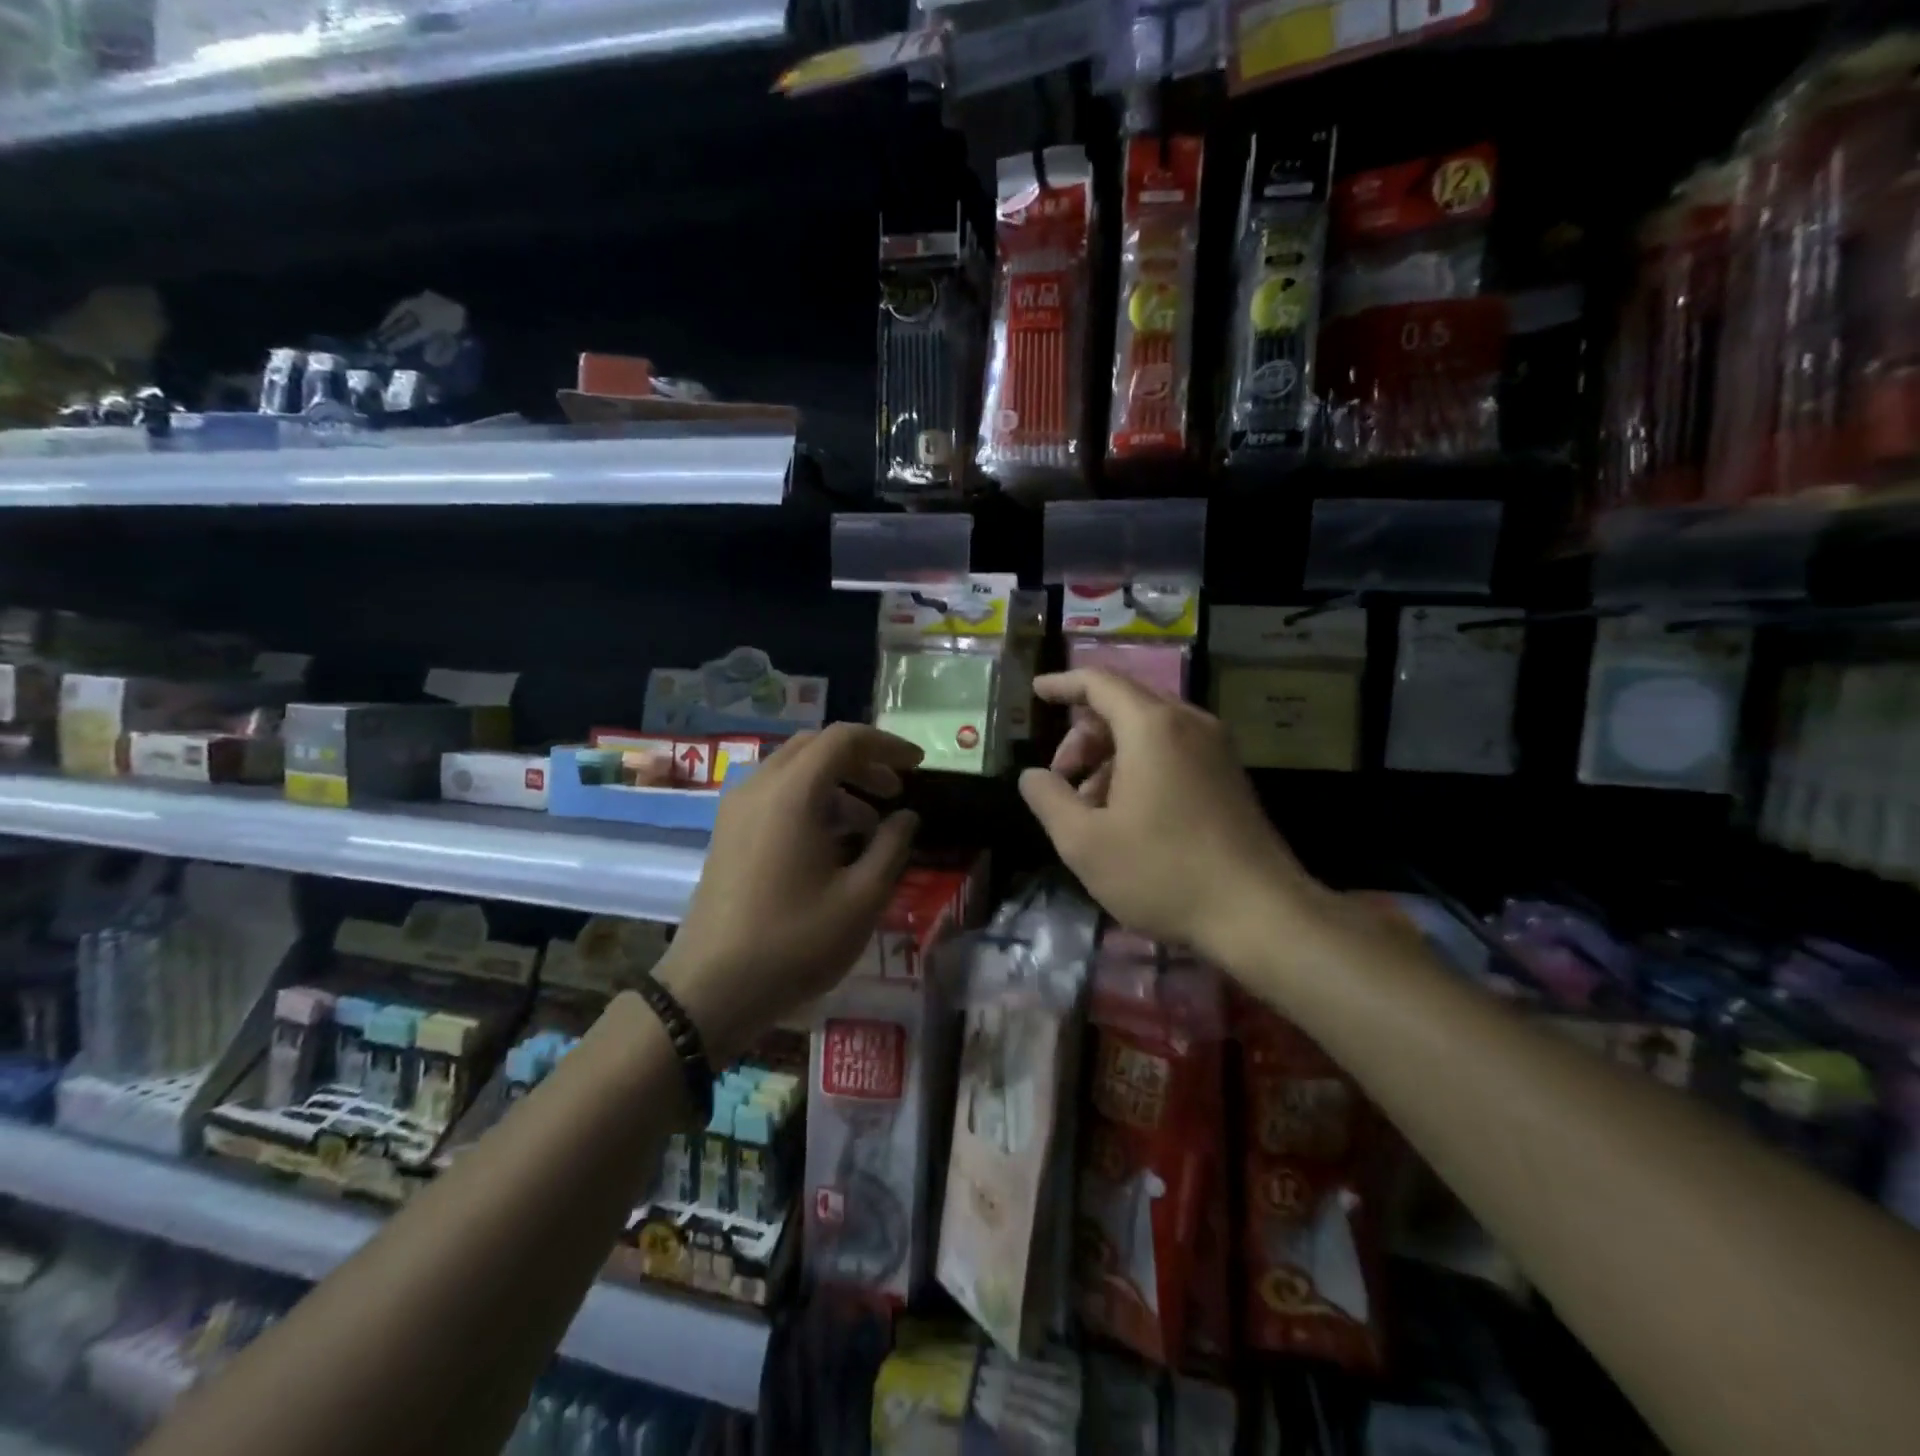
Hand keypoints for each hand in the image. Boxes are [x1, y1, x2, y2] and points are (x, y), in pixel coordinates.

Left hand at [656, 723, 921, 1063]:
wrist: (711, 989)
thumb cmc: (794, 941)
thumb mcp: (861, 898)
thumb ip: (891, 847)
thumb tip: (906, 817)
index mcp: (792, 793)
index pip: (844, 739)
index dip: (886, 745)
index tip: (918, 766)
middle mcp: (759, 787)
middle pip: (816, 746)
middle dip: (861, 761)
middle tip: (895, 791)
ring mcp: (736, 809)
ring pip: (794, 769)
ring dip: (836, 782)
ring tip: (869, 824)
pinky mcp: (727, 833)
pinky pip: (775, 794)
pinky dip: (810, 800)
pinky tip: (831, 842)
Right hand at [1016, 669, 1318, 964]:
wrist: (1260, 913)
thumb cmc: (1163, 871)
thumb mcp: (1085, 842)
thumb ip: (1048, 800)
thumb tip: (1032, 775)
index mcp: (1152, 727)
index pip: (1099, 682)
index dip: (1062, 684)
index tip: (1036, 692)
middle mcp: (1189, 724)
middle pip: (1123, 705)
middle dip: (1083, 735)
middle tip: (1062, 779)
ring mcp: (1216, 749)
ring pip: (1149, 731)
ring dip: (1110, 756)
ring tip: (1091, 808)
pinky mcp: (1230, 776)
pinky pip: (1174, 751)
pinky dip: (1140, 767)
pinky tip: (1128, 815)